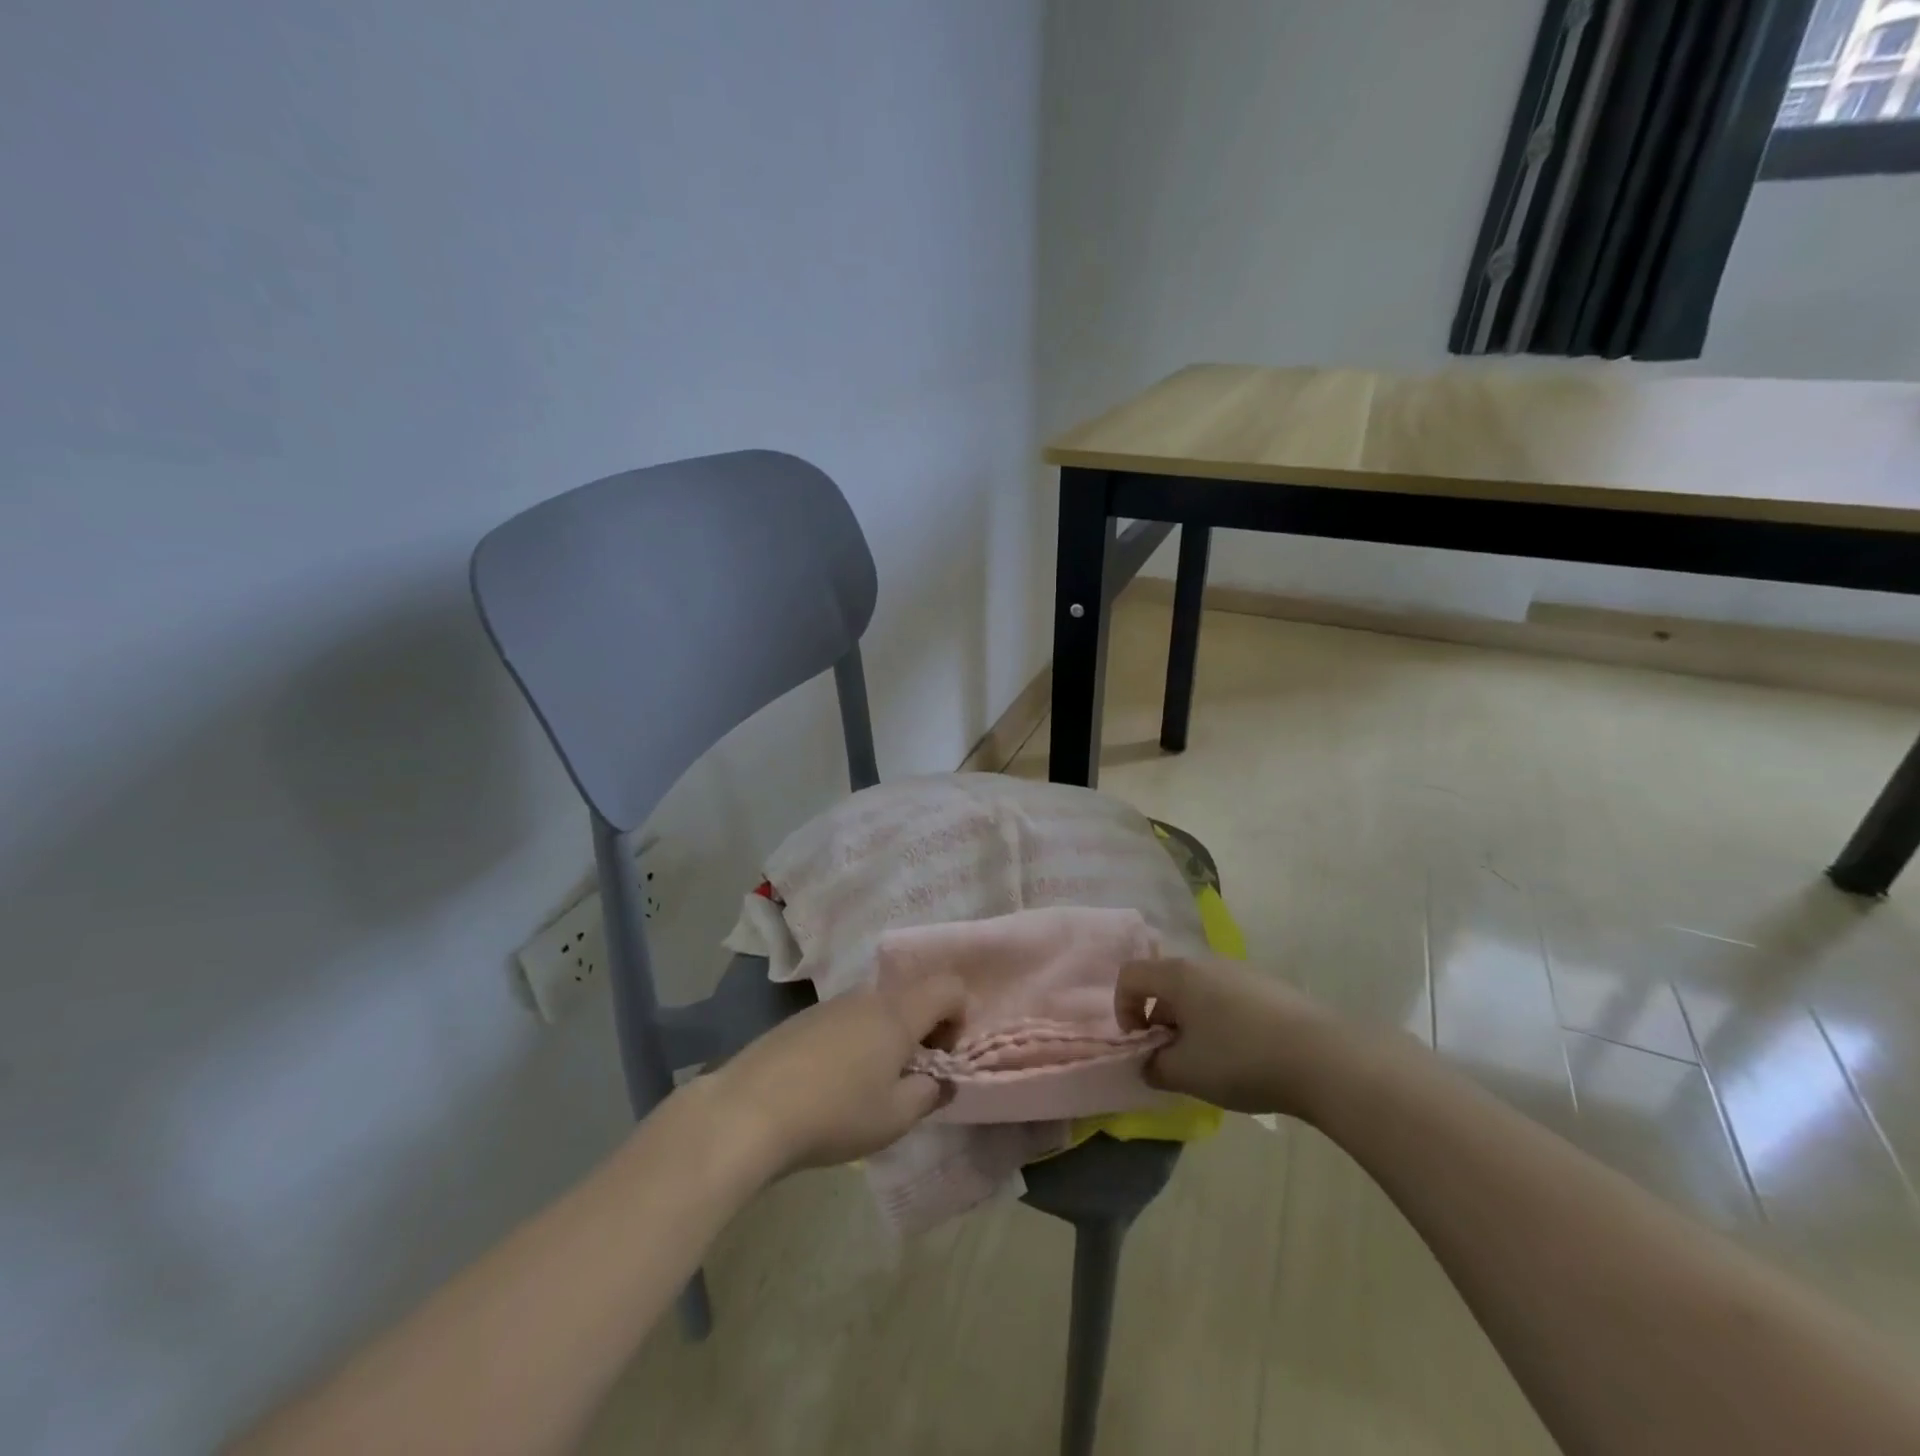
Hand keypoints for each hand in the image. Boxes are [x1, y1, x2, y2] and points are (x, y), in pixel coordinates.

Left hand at [706, 975, 965, 1176]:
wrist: (748, 1111)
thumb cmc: (835, 1113)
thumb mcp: (895, 1117)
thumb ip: (928, 1094)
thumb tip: (939, 1081)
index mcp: (898, 1013)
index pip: (949, 987)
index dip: (959, 1017)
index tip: (942, 1057)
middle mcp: (867, 997)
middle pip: (912, 997)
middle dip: (922, 1031)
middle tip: (909, 1077)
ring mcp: (831, 1005)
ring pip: (877, 1009)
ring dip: (887, 1038)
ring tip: (868, 1085)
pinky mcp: (802, 1019)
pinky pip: (845, 1020)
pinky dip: (855, 1042)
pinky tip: (831, 1084)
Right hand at [1116, 957, 1343, 1118]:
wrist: (1324, 1059)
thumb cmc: (1241, 1059)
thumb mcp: (1186, 1073)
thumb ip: (1154, 1067)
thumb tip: (1150, 1063)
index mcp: (1179, 975)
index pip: (1131, 975)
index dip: (1123, 1009)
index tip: (1141, 1043)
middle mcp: (1207, 963)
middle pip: (1166, 984)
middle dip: (1161, 1021)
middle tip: (1175, 1059)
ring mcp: (1243, 972)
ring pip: (1200, 992)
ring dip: (1192, 1023)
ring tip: (1212, 1062)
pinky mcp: (1272, 987)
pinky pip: (1230, 999)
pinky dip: (1223, 1023)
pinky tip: (1247, 1057)